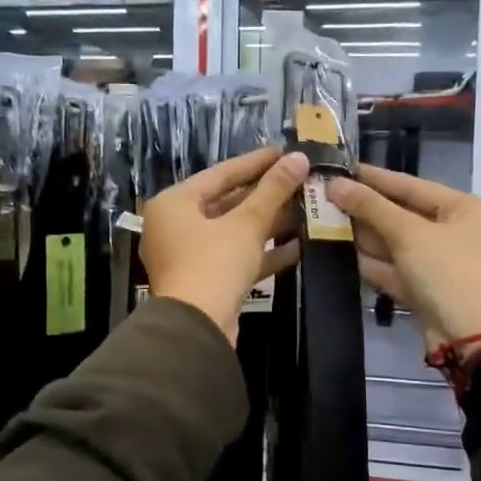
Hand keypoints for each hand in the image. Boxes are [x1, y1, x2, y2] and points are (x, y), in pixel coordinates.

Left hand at [141, 146, 308, 342]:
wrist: (196, 329)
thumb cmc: (214, 263)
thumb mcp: (247, 223)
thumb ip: (273, 190)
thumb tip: (299, 158)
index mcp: (174, 203)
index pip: (220, 173)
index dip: (256, 162)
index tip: (286, 152)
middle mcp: (175, 226)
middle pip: (227, 202)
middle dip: (266, 195)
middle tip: (300, 181)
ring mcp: (189, 256)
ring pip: (233, 231)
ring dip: (268, 223)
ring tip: (306, 209)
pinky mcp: (205, 281)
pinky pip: (236, 257)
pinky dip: (263, 251)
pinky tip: (299, 246)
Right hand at [328, 165, 480, 350]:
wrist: (472, 338)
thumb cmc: (448, 272)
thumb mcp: (409, 233)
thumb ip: (371, 207)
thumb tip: (335, 183)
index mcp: (464, 208)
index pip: (412, 185)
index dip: (375, 178)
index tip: (341, 168)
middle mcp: (456, 232)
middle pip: (403, 214)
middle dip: (366, 209)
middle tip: (325, 196)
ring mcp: (441, 263)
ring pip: (397, 243)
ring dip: (364, 236)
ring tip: (324, 221)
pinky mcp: (427, 290)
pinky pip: (396, 269)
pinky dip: (373, 263)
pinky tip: (340, 254)